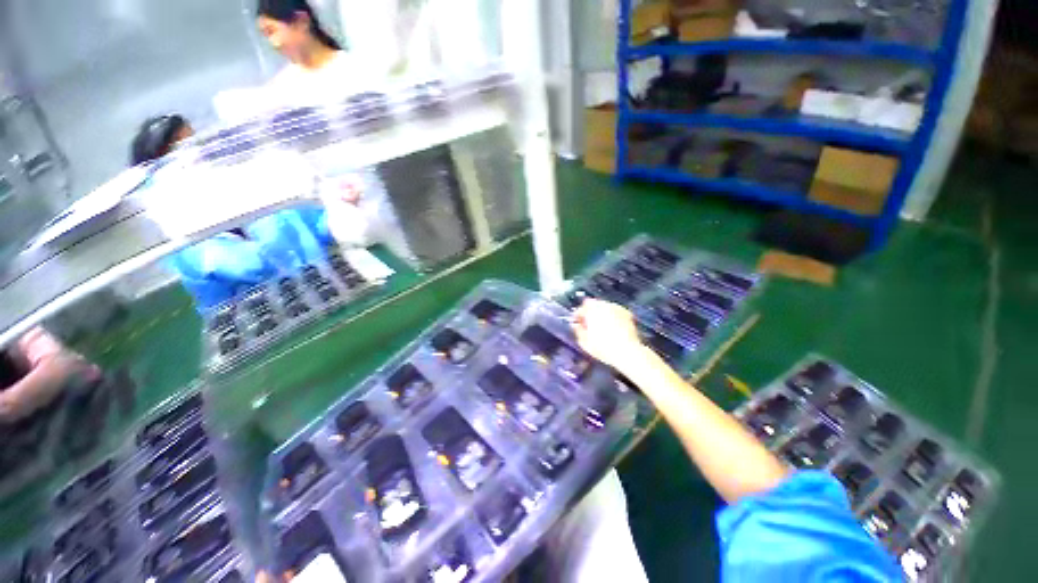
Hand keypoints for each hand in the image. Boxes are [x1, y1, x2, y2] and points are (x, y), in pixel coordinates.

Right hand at [571, 299, 643, 371]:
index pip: (581, 308)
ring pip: (605, 308)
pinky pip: (615, 313)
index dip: (578, 316)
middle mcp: (604, 305)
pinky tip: (612, 329)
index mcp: (592, 309)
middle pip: (593, 305)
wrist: (627, 352)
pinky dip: (612, 318)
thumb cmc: (604, 347)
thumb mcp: (584, 342)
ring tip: (601, 328)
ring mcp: (617, 308)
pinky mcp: (627, 314)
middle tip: (588, 325)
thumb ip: (578, 330)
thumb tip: (576, 326)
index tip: (577, 322)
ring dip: (601, 315)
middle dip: (590, 314)